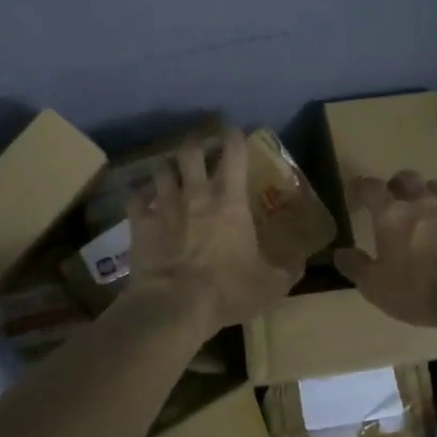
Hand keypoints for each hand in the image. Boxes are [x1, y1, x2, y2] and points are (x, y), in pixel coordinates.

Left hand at [127, 126, 299, 332]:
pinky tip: (143, 198)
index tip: (235, 131)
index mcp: (230, 201)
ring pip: (160, 168)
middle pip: (190, 151)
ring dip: (167, 166)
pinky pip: (135, 197)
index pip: (234, 153)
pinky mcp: (139, 223)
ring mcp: (164, 205)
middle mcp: (196, 193)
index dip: (234, 136)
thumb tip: (302, 262)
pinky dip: (139, 194)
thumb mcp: (270, 285)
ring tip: (171, 170)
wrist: (174, 305)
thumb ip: (287, 270)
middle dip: (195, 143)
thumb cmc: (226, 289)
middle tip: (199, 147)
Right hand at [334, 173, 436, 332]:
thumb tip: (340, 252)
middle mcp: (421, 203)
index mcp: (391, 214)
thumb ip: (356, 266)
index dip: (361, 186)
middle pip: (407, 178)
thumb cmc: (417, 290)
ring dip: (427, 192)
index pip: (371, 188)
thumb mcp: (375, 286)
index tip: (355, 190)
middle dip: (396, 183)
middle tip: (392, 196)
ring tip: (424, 205)